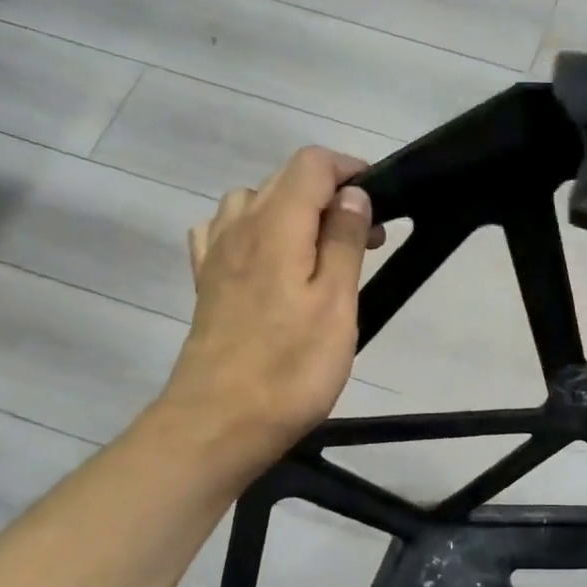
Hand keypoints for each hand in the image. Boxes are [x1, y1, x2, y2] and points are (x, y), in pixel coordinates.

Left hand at [162, 148, 380, 472]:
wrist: (218, 423)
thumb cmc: (290, 366)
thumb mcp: (336, 302)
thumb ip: (343, 240)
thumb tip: (351, 193)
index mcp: (276, 224)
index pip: (311, 163)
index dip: (349, 169)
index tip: (380, 200)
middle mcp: (239, 226)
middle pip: (284, 179)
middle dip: (331, 194)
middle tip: (367, 238)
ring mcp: (216, 254)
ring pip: (253, 201)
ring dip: (293, 211)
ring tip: (320, 250)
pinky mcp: (206, 283)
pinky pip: (224, 231)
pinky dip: (253, 230)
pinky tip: (268, 260)